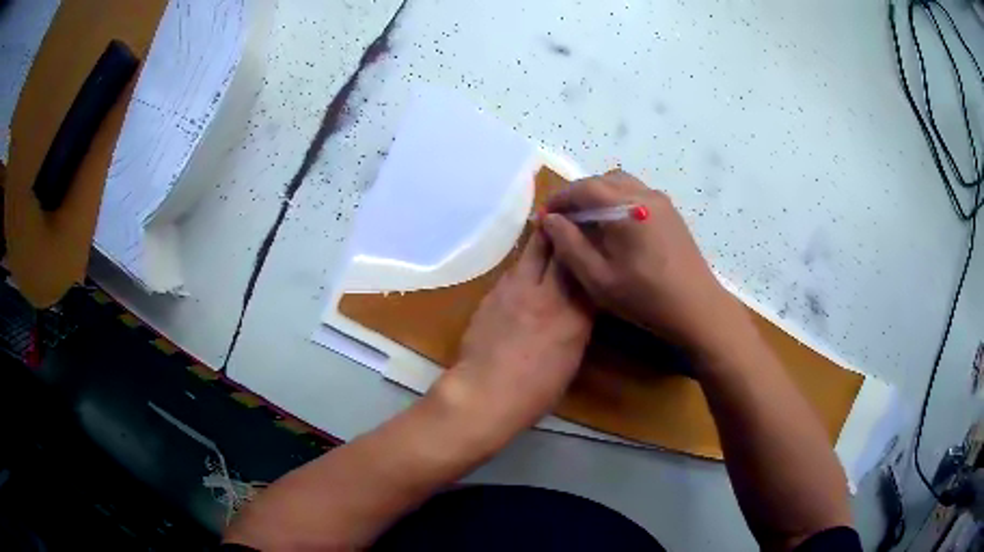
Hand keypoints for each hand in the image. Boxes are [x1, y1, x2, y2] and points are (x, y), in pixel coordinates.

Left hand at [433, 230, 593, 447]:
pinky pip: (512, 271)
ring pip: (530, 252)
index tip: (592, 229)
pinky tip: (523, 273)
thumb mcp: (572, 356)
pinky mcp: (492, 294)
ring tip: (547, 232)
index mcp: (574, 314)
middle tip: (569, 215)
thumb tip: (578, 304)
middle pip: (555, 247)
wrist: (485, 392)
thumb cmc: (537, 390)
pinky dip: (522, 267)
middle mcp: (546, 293)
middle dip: (562, 227)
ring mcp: (514, 290)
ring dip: (541, 241)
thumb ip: (577, 323)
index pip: (585, 266)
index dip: (588, 244)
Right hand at [542, 170, 746, 356]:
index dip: (560, 198)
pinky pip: (636, 193)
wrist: (697, 308)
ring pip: (621, 183)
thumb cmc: (645, 298)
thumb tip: (550, 220)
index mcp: (627, 208)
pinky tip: (614, 225)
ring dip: (599, 194)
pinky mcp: (670, 212)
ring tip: (586, 220)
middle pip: (603, 180)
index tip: (545, 214)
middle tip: (563, 217)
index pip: (584, 188)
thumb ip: (570, 245)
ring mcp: (661, 201)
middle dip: (578, 194)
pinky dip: (617, 200)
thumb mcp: (598, 278)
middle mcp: (645, 195)